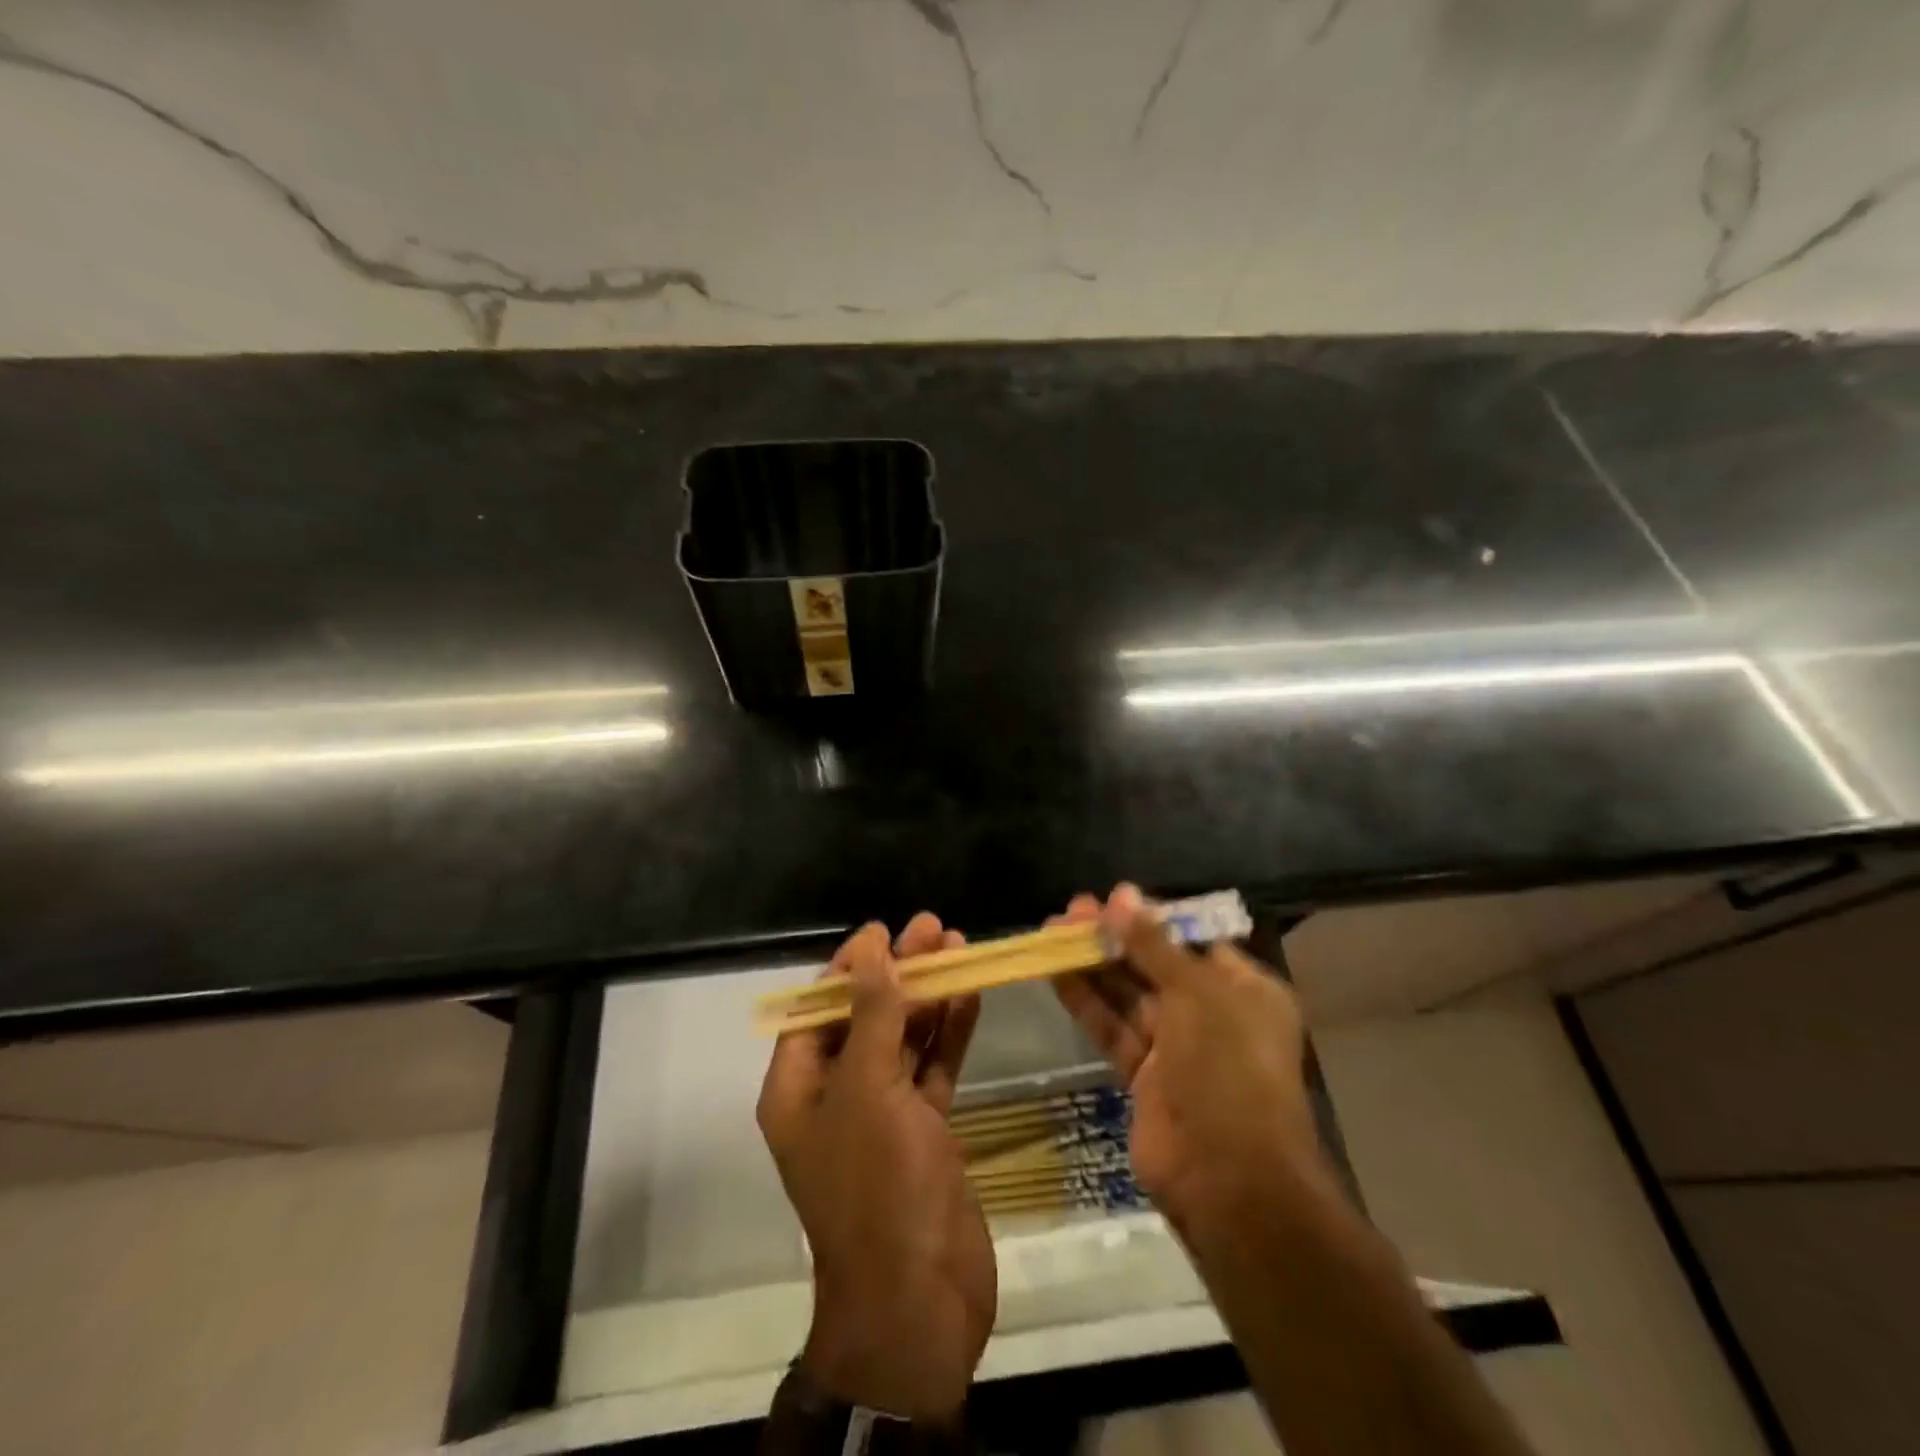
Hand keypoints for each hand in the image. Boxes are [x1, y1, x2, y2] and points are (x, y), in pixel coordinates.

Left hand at [756, 914, 993, 1423]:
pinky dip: (950, 1033)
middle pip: (866, 1016)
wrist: (919, 1303)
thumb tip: (871, 948)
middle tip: (936, 928)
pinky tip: (971, 996)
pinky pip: (933, 1067)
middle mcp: (837, 1095)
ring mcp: (883, 1114)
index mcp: (800, 1089)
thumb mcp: (869, 1091)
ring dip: (930, 995)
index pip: (819, 1008)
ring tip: (960, 948)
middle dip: (899, 972)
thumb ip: (873, 1015)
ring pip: (904, 1038)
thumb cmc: (878, 1188)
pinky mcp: (924, 1129)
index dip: (851, 967)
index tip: (885, 931)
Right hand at [1051, 885, 1340, 1234]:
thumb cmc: (1227, 1068)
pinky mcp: (1144, 1076)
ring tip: (1053, 930)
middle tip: (1072, 910)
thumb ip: (1153, 944)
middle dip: (1115, 938)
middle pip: (1155, 965)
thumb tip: (1121, 894)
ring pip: (1129, 995)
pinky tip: (1056, 972)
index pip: (1193, 941)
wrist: (1227, 1178)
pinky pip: (1113, 1028)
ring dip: (1093, 964)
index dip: (1152, 919)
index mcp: (1244, 991)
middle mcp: (1213, 1015)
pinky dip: (1086, 1001)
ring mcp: (1177, 1048)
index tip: (1112, 899)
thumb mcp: (1196, 993)